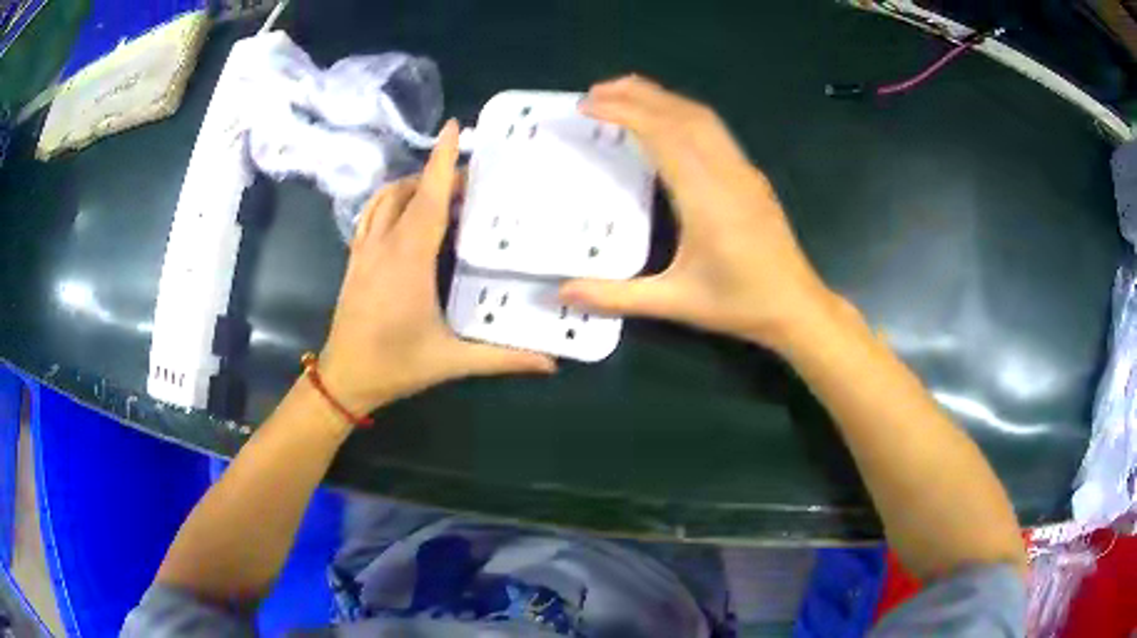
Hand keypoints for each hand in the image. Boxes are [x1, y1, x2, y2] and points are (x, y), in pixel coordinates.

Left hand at [319, 121, 555, 414]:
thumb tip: (551, 363)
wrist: (344, 379)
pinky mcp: (354, 260)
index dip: (441, 161)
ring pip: (384, 199)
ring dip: (411, 185)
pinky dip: (389, 201)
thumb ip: (502, 358)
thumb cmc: (396, 365)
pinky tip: (405, 212)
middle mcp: (384, 245)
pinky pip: (370, 215)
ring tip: (439, 190)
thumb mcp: (452, 361)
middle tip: (470, 180)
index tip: (453, 128)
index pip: (428, 198)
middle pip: (410, 192)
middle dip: (437, 175)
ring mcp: (364, 251)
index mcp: (409, 260)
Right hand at [560, 76, 838, 351]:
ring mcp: (742, 171)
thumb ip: (617, 296)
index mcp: (706, 197)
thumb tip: (563, 292)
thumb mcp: (676, 303)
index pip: (662, 135)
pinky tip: (667, 121)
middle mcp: (725, 172)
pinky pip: (714, 130)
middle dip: (636, 94)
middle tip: (594, 91)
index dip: (624, 112)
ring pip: (701, 117)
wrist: (798, 307)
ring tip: (624, 94)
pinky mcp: (749, 176)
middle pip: (681, 114)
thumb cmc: (740, 304)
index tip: (588, 104)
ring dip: (661, 98)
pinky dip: (682, 113)